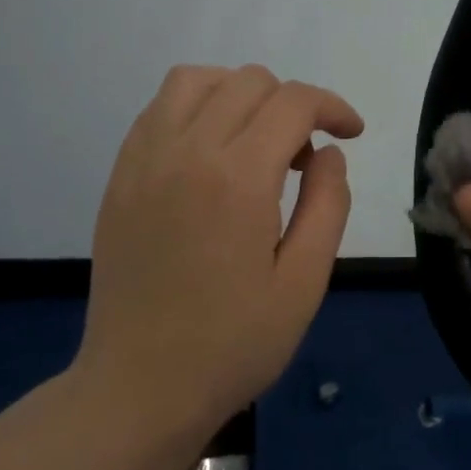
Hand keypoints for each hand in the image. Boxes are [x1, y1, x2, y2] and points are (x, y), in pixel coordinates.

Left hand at [73, 65, 363, 456]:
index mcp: (238, 178)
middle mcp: (187, 152)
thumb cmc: (232, 345)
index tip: (350, 133)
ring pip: (196, 80)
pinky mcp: (120, 176)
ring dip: (238, 93)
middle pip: (249, 82)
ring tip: (255, 139)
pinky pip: (159, 109)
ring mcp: (145, 160)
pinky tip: (211, 152)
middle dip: (292, 104)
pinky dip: (196, 107)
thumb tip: (328, 153)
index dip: (332, 107)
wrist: (138, 389)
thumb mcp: (304, 283)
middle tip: (302, 160)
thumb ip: (328, 204)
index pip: (293, 102)